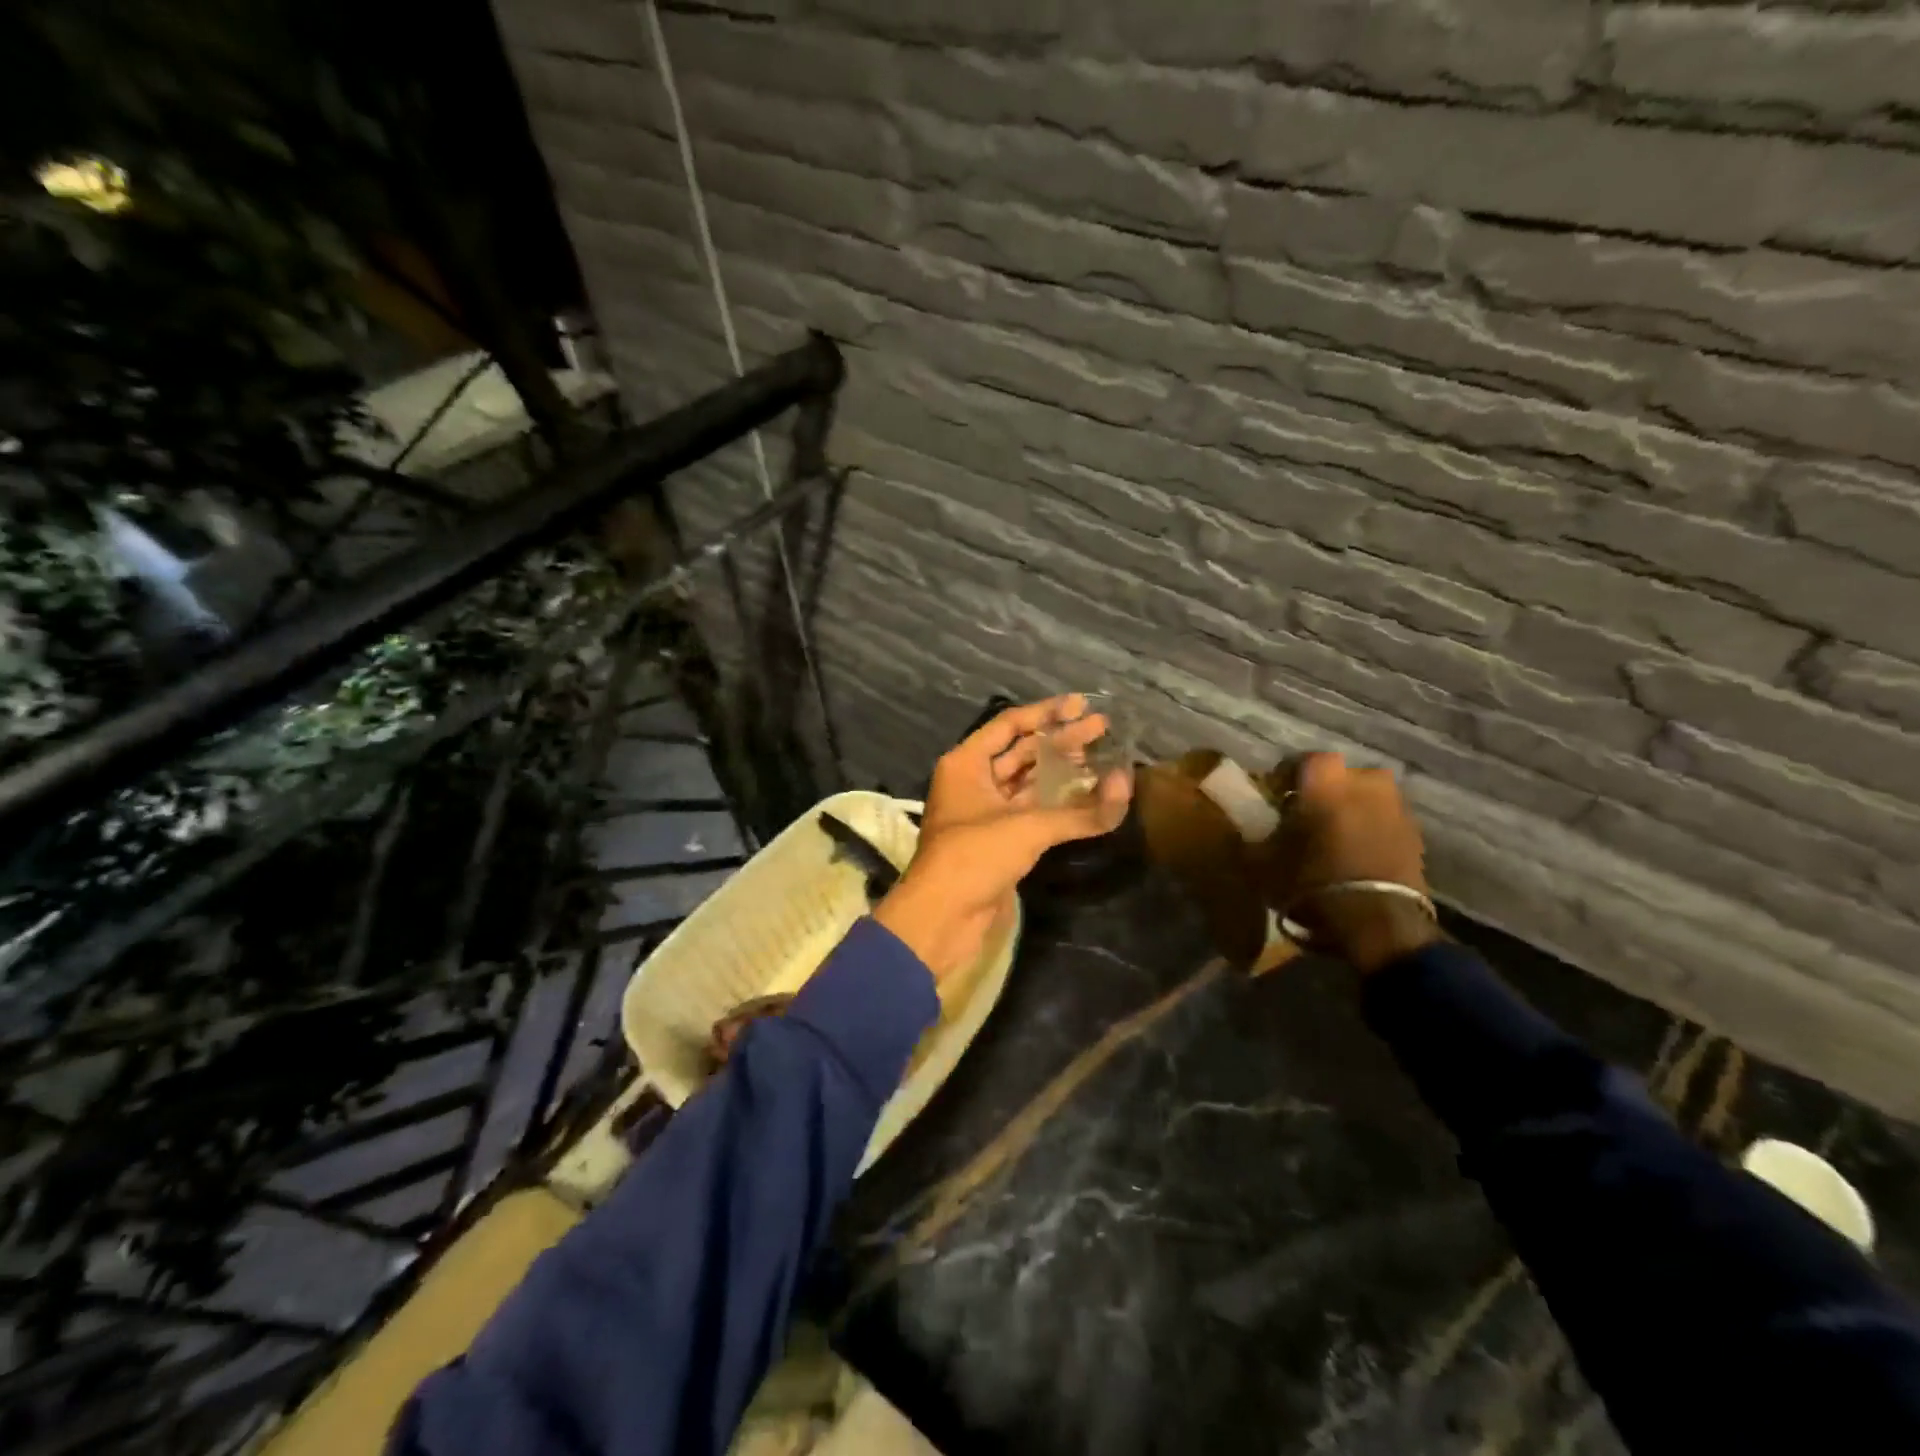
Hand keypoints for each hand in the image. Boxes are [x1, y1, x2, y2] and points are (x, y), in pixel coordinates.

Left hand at [875, 695, 1132, 981]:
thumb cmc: (974, 856)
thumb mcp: (1027, 827)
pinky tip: (1089, 796)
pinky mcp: (999, 840)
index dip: (1047, 713)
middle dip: (1062, 740)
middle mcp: (974, 781)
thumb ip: (1080, 811)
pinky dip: (1059, 803)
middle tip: (1103, 728)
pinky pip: (1033, 811)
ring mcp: (986, 812)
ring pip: (1029, 782)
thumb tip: (1126, 787)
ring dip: (1063, 771)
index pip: (1010, 725)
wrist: (943, 917)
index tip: (1082, 705)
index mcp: (966, 763)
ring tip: (1103, 757)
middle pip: (1022, 752)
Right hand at [1266, 753, 1440, 974]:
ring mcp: (1396, 806)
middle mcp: (1366, 780)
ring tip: (1332, 840)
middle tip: (1304, 819)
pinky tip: (1354, 856)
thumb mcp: (1263, 860)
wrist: (1378, 923)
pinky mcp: (1416, 834)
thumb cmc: (1312, 881)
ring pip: (1364, 799)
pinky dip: (1369, 832)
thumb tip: (1249, 825)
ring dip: (1349, 812)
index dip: (1285, 779)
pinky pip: (1383, 822)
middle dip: (1322, 794)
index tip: (1274, 799)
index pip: (1300, 762)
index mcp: (1326, 778)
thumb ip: (1254, 834)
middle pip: (1337, 779)